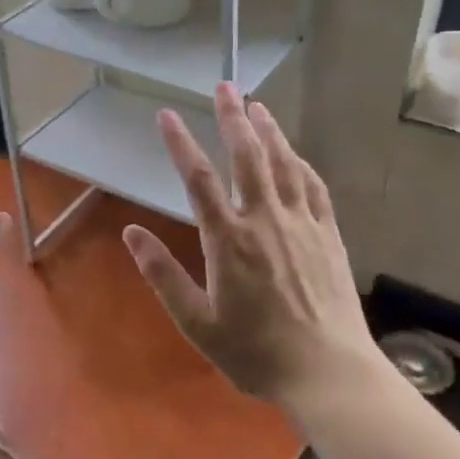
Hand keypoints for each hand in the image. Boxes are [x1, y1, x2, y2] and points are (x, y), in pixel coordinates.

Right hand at [123, 82, 376, 408]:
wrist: (328, 372)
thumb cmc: (256, 352)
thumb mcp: (197, 323)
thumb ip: (163, 275)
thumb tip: (131, 233)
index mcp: (228, 240)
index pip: (197, 179)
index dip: (179, 143)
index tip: (165, 115)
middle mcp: (265, 220)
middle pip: (247, 156)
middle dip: (233, 118)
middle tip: (224, 86)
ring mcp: (301, 224)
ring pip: (283, 164)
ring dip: (269, 131)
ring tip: (257, 105)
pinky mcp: (328, 234)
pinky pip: (313, 187)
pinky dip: (300, 163)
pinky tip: (293, 153)